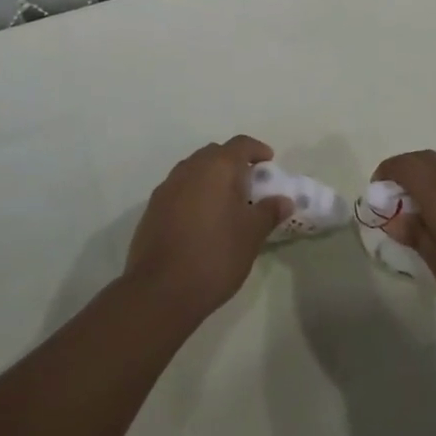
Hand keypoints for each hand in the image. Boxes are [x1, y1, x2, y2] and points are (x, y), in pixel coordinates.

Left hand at [124, 135, 291, 320]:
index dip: (257, 150)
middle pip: (215, 153)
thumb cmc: (215, 256)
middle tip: (249, 184)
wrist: (160, 291)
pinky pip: (178, 190)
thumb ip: (269, 212)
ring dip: (211, 178)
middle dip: (233, 163)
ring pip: (194, 171)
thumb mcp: (251, 235)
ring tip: (225, 203)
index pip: (240, 144)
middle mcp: (189, 169)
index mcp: (217, 167)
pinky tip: (201, 220)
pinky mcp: (152, 209)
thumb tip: (283, 200)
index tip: (269, 163)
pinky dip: (193, 194)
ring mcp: (167, 188)